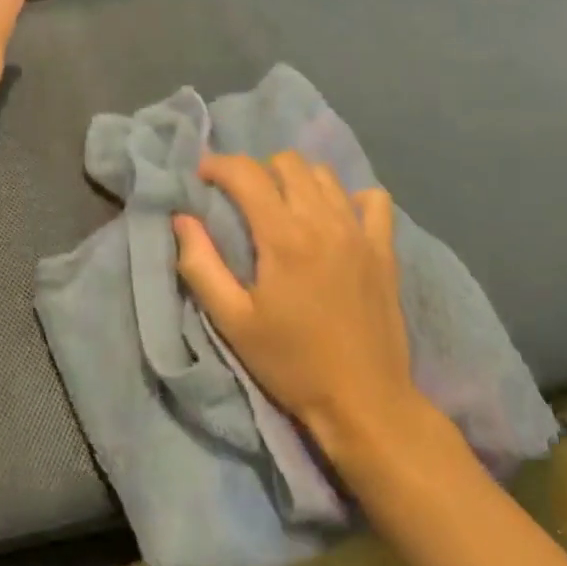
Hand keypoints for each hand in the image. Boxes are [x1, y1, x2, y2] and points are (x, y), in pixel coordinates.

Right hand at [174, 152, 433, 462]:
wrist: (364, 403)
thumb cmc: (291, 363)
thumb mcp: (233, 321)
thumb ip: (201, 264)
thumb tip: (182, 218)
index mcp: (284, 237)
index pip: (246, 173)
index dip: (217, 165)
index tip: (201, 177)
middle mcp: (324, 222)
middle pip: (287, 162)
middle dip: (256, 169)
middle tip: (240, 198)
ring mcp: (359, 233)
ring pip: (324, 175)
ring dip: (296, 179)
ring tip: (281, 206)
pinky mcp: (384, 250)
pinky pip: (373, 199)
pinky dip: (348, 197)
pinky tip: (333, 218)